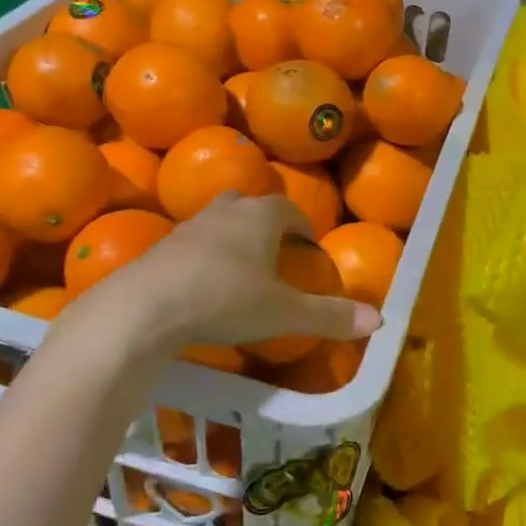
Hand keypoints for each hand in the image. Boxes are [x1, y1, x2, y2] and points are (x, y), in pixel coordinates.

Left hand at [44, 194, 379, 376]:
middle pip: (251, 205)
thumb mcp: (284, 313)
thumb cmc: (225, 299)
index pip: (290, 210)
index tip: (310, 248)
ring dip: (234, 237)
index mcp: (261, 216)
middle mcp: (226, 211)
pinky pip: (193, 243)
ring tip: (242, 267)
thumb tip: (380, 319)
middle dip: (266, 223)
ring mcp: (189, 226)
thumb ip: (330, 315)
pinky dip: (205, 256)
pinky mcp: (161, 247)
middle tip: (276, 251)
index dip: (304, 227)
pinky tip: (205, 284)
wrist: (145, 308)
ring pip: (220, 220)